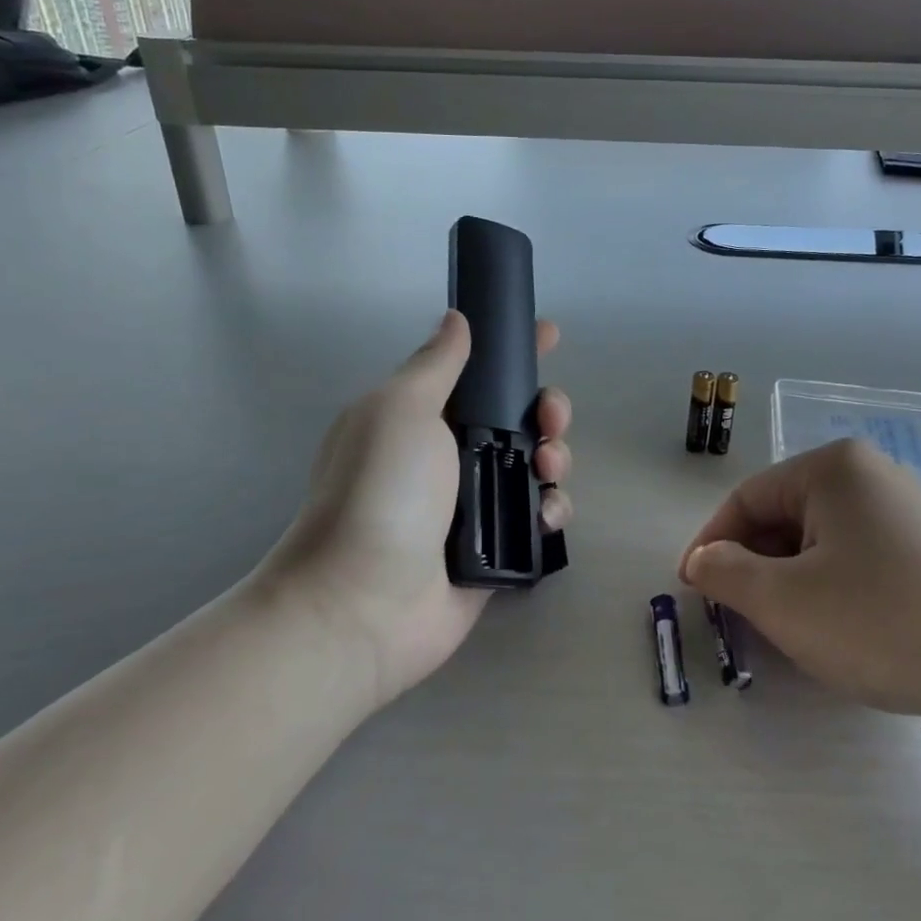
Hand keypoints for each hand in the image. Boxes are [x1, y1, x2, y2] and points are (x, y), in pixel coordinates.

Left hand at [263, 311, 572, 707]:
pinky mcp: (498, 548)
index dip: (514, 351)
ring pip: (536, 465)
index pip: (477, 371)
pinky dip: (551, 509)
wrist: (364, 601)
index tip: (548, 335)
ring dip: (555, 457)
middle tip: (550, 421)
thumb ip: (436, 363)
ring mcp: (475, 504)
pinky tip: (546, 515)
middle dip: (546, 410)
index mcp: (423, 417)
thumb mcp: (401, 409)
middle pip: (518, 419)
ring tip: (547, 470)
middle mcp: (450, 456)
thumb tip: (455, 318)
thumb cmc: (382, 491)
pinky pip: (538, 516)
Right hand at [679, 439, 920, 731]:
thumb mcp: (786, 602)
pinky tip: (841, 630)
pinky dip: (833, 590)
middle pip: (783, 518)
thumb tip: (702, 560)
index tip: (695, 591)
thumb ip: (726, 573)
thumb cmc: (886, 622)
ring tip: (788, 630)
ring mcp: (907, 509)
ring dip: (791, 583)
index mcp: (831, 469)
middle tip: (740, 618)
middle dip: (754, 567)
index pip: (746, 499)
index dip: (712, 545)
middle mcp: (869, 474)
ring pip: (820, 542)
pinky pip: (859, 559)